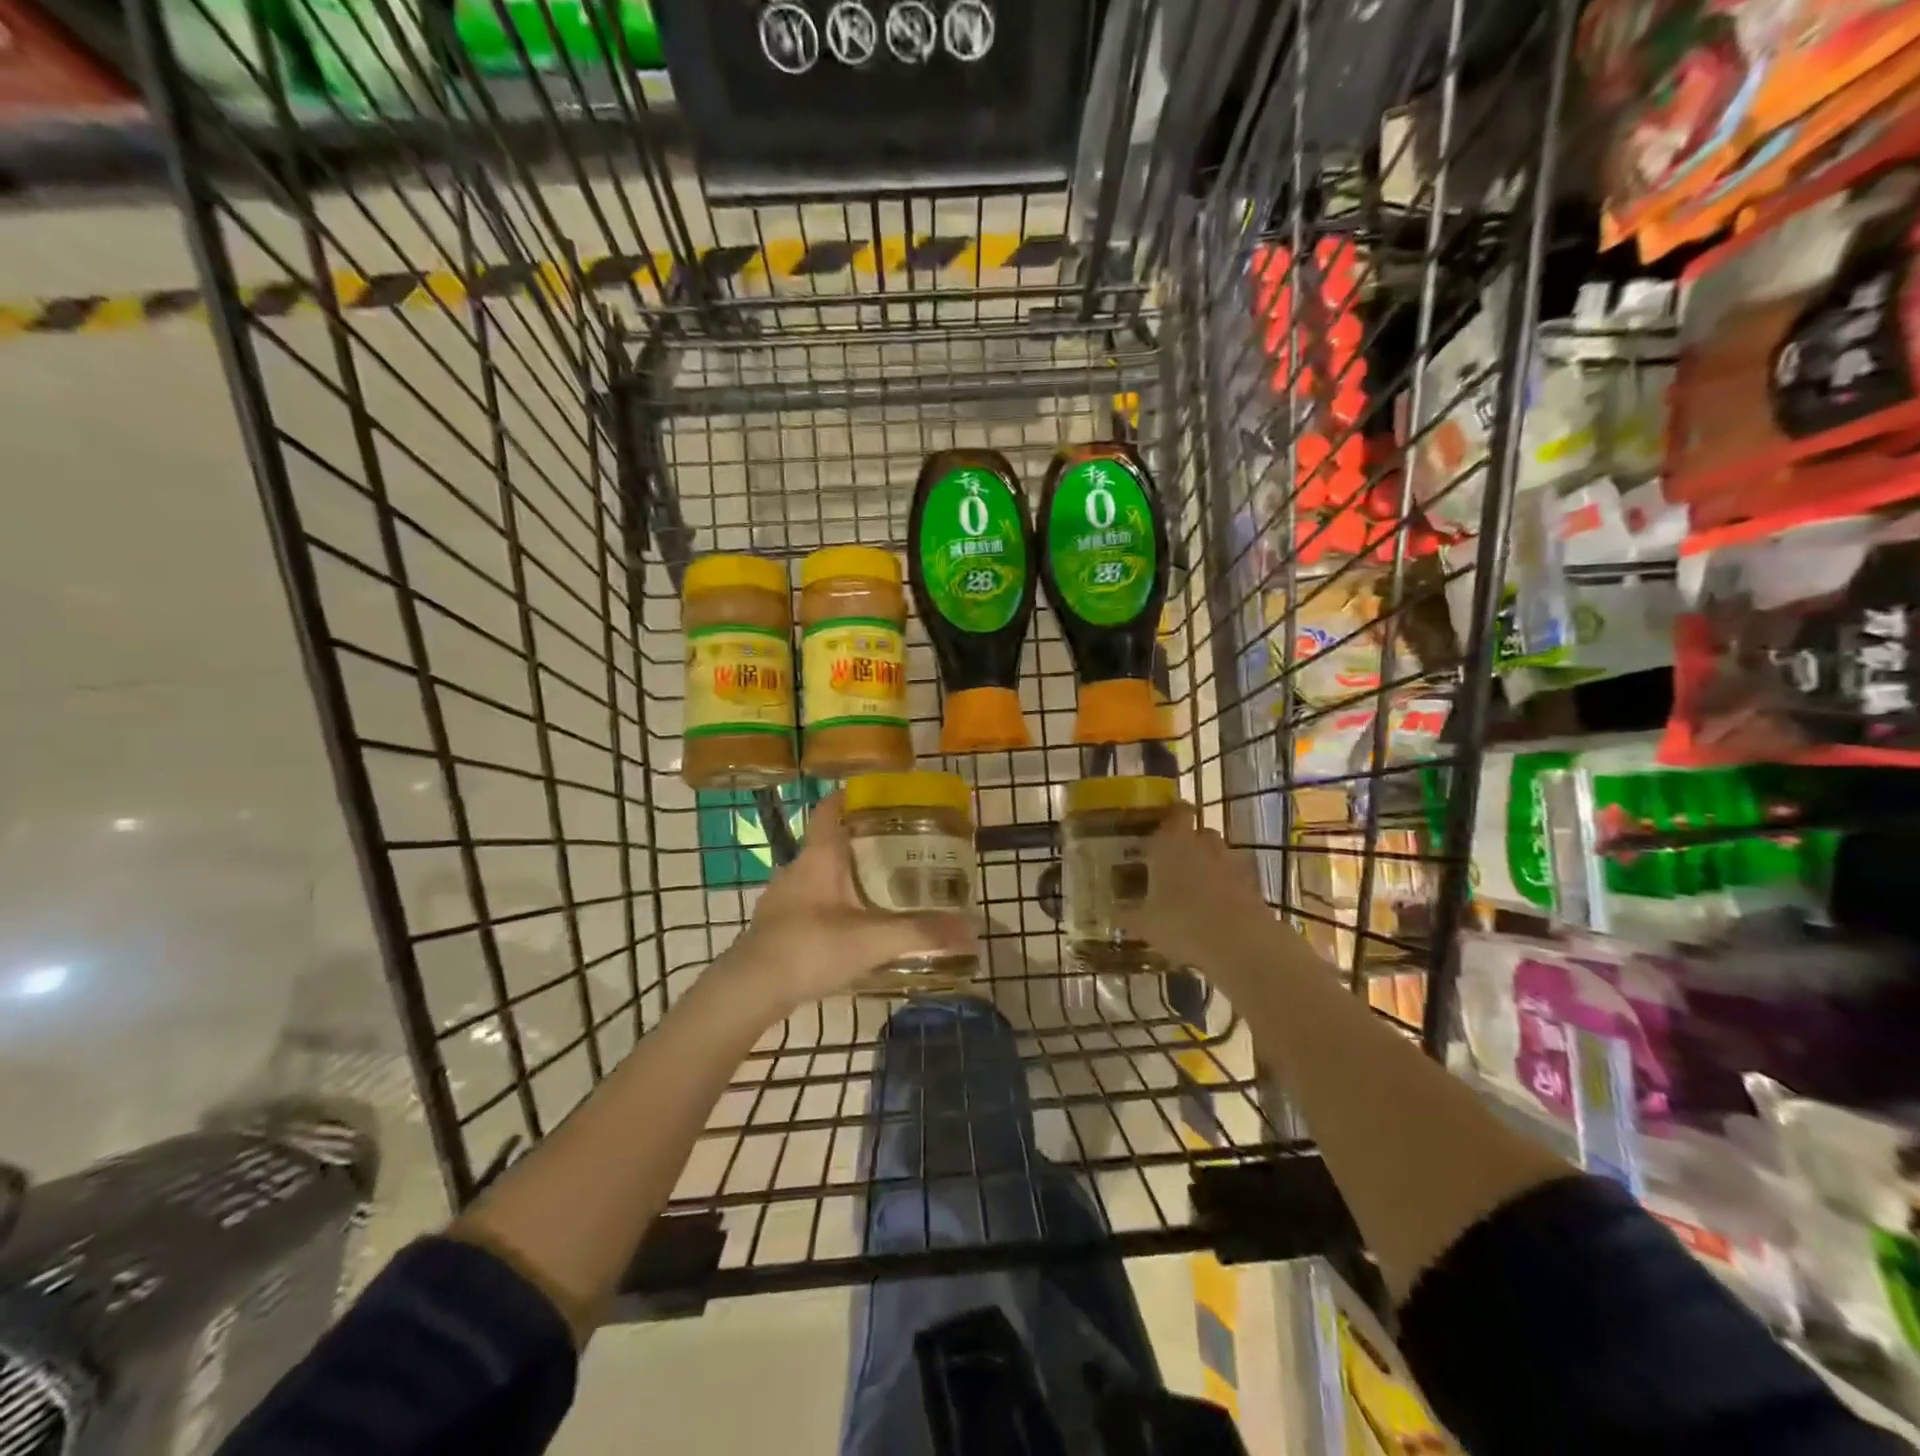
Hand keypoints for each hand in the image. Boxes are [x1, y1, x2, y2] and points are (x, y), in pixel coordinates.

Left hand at [716, 791, 977, 1017]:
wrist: (748, 991)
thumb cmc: (809, 948)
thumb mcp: (873, 940)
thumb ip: (921, 933)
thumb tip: (970, 930)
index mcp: (818, 857)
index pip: (830, 809)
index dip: (850, 796)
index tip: (878, 795)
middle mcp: (797, 869)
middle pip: (829, 842)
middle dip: (861, 841)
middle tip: (898, 847)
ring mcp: (782, 900)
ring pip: (819, 876)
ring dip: (846, 876)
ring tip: (880, 887)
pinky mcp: (776, 928)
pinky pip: (810, 904)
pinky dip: (832, 905)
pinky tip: (851, 928)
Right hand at [1117, 805, 1304, 984]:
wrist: (1239, 943)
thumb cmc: (1180, 922)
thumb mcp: (1144, 924)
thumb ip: (1128, 916)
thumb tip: (1115, 915)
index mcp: (1171, 843)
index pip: (1176, 812)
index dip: (1173, 815)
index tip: (1164, 824)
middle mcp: (1203, 844)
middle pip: (1200, 832)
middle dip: (1190, 844)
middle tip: (1175, 863)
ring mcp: (1232, 863)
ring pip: (1219, 855)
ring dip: (1210, 866)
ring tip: (1196, 891)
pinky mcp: (1253, 885)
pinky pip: (1236, 879)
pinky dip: (1228, 888)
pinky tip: (1217, 911)